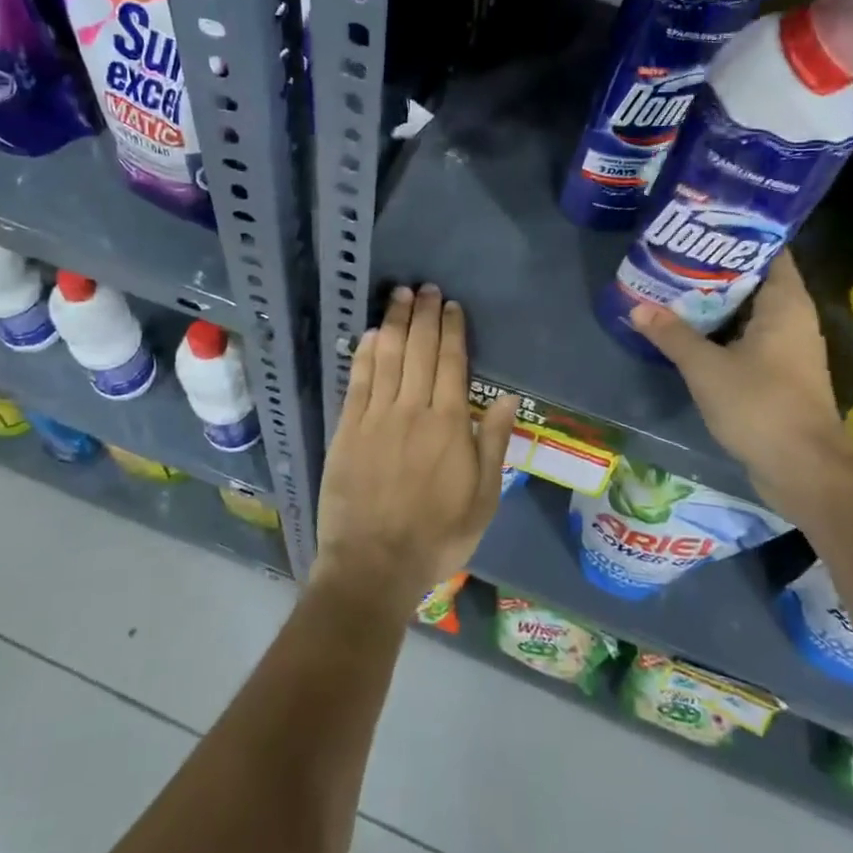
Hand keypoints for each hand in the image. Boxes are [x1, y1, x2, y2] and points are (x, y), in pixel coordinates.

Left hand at [314, 284, 519, 618]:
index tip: (451, 306)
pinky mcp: (348, 429)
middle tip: (425, 288)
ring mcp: (376, 417)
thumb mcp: (482, 500)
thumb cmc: (437, 537)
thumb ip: (492, 444)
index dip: (451, 330)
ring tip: (399, 295)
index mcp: (449, 425)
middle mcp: (412, 410)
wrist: (374, 564)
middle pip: (419, 350)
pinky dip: (364, 353)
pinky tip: (370, 334)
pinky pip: (358, 381)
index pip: (451, 363)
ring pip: (387, 357)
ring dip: (394, 322)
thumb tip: (504, 397)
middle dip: (423, 315)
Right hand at [628, 251, 852, 515]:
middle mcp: (792, 318)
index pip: (769, 250)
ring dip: (716, 300)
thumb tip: (637, 306)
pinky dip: (721, 328)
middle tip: (674, 253)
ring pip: (749, 310)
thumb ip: (672, 334)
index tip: (702, 223)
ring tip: (673, 285)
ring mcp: (787, 348)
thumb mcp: (706, 367)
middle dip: (716, 266)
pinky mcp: (779, 373)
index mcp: (786, 304)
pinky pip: (747, 336)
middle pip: (754, 278)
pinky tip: (688, 328)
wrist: (804, 470)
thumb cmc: (761, 406)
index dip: (739, 233)